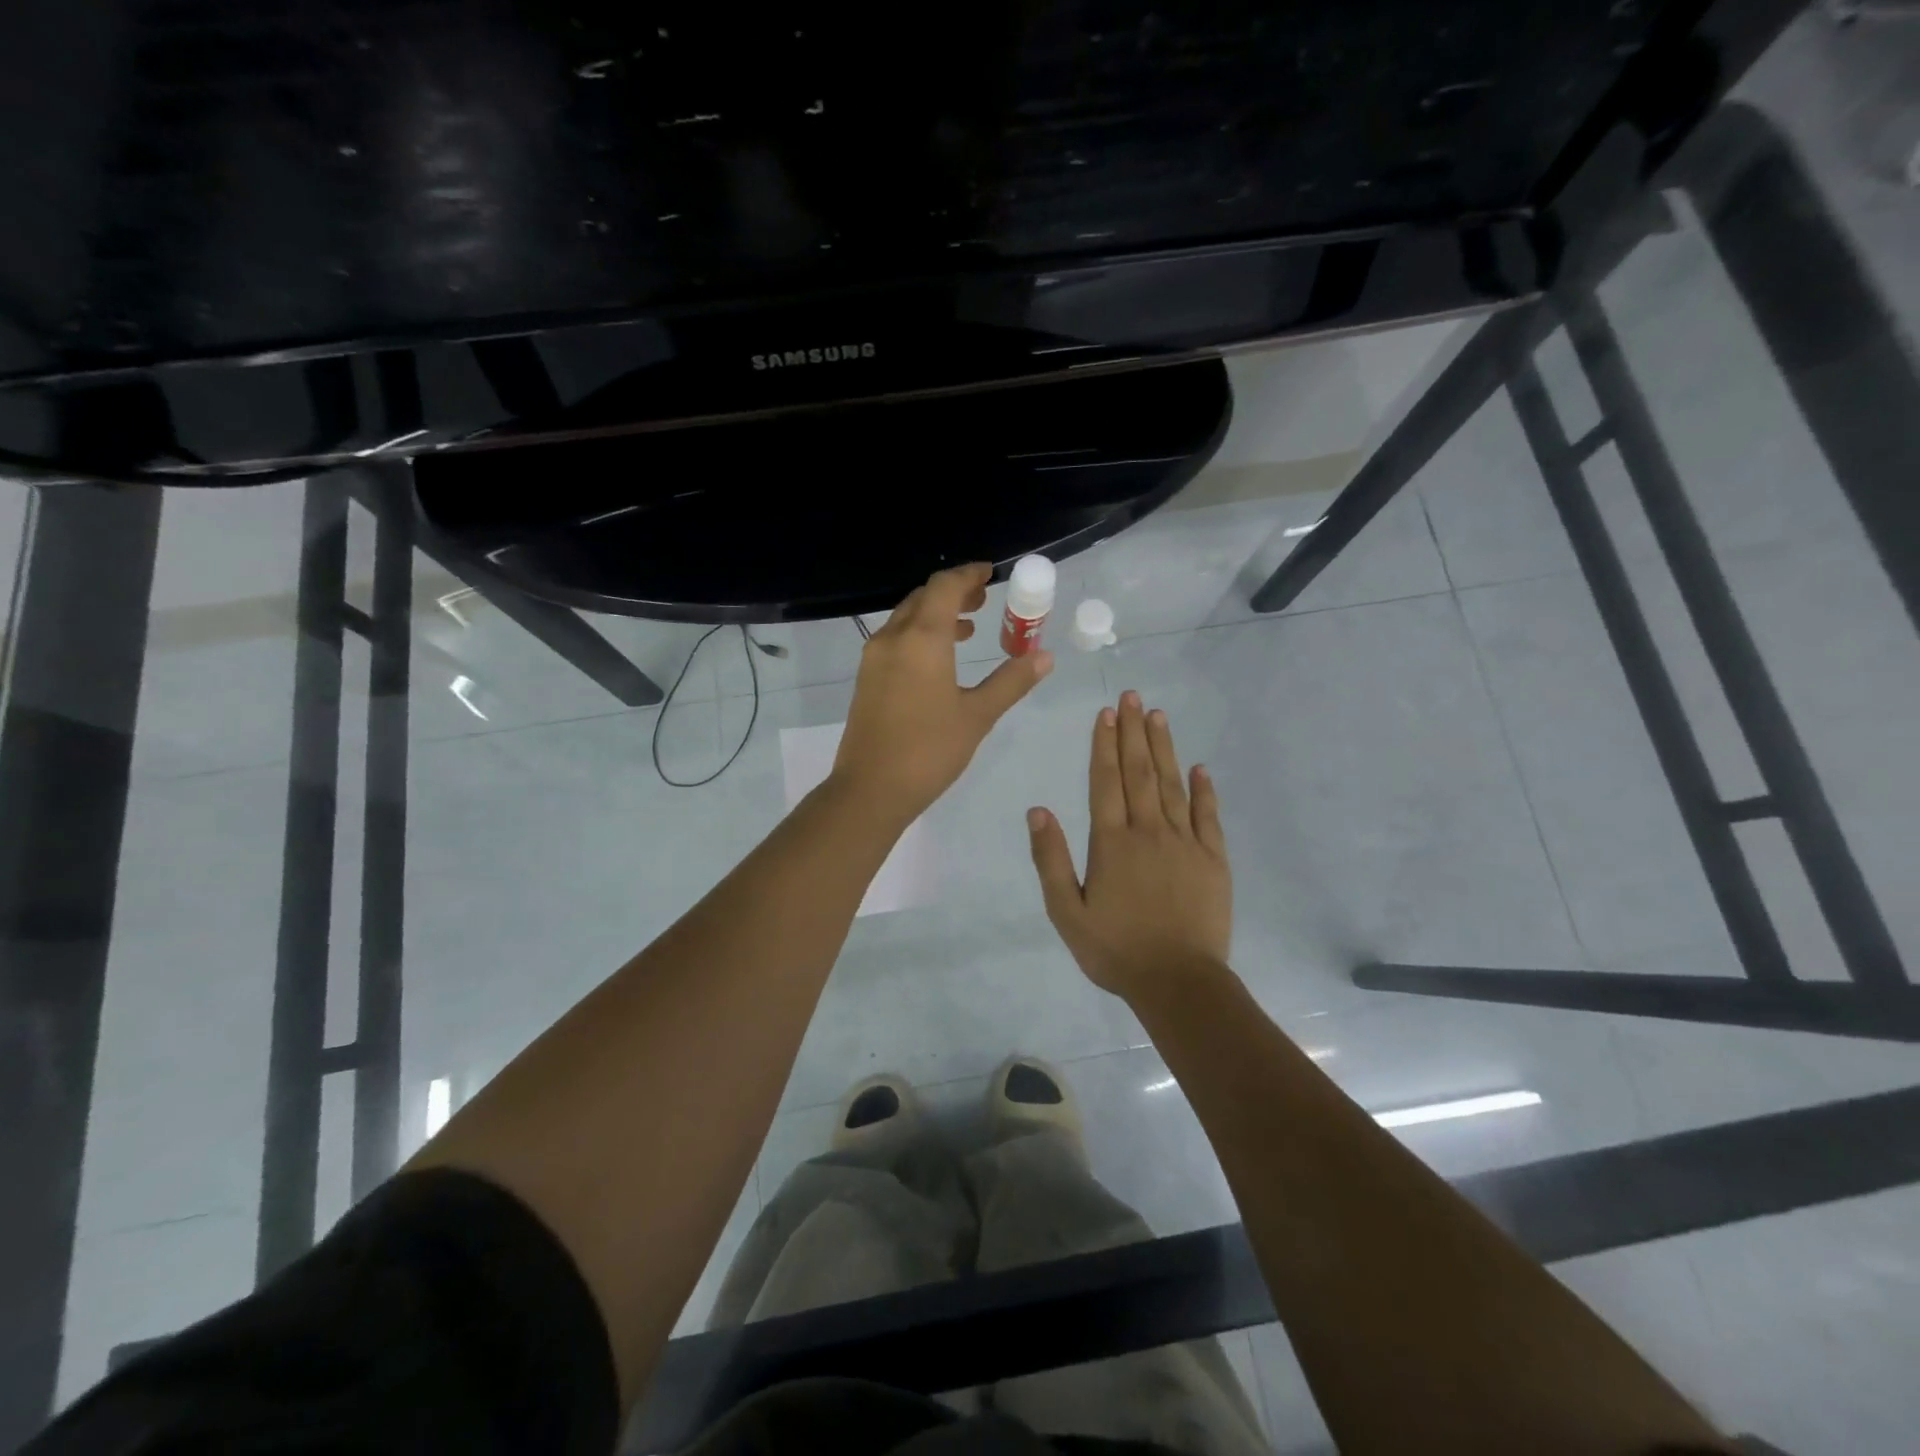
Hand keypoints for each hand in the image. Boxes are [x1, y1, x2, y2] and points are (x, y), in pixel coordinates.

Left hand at [832, 563, 1052, 824]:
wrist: (871, 789)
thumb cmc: (929, 750)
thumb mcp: (978, 715)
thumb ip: (1011, 681)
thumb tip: (1044, 656)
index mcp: (922, 639)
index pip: (945, 586)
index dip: (969, 574)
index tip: (990, 573)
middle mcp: (893, 638)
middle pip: (923, 597)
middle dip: (954, 592)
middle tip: (984, 600)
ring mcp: (874, 657)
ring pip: (906, 618)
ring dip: (936, 614)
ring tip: (968, 628)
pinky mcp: (866, 678)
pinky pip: (895, 639)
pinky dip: (919, 634)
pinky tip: (939, 659)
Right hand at [1027, 691, 1231, 997]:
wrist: (1178, 983)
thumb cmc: (1115, 949)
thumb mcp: (1066, 911)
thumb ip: (1051, 859)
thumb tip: (1038, 810)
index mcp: (1111, 842)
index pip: (1105, 782)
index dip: (1103, 745)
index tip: (1104, 714)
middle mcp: (1148, 831)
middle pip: (1139, 772)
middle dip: (1132, 732)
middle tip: (1131, 697)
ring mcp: (1185, 843)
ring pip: (1172, 785)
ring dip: (1163, 749)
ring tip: (1157, 716)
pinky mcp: (1213, 860)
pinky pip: (1208, 816)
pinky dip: (1204, 790)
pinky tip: (1199, 767)